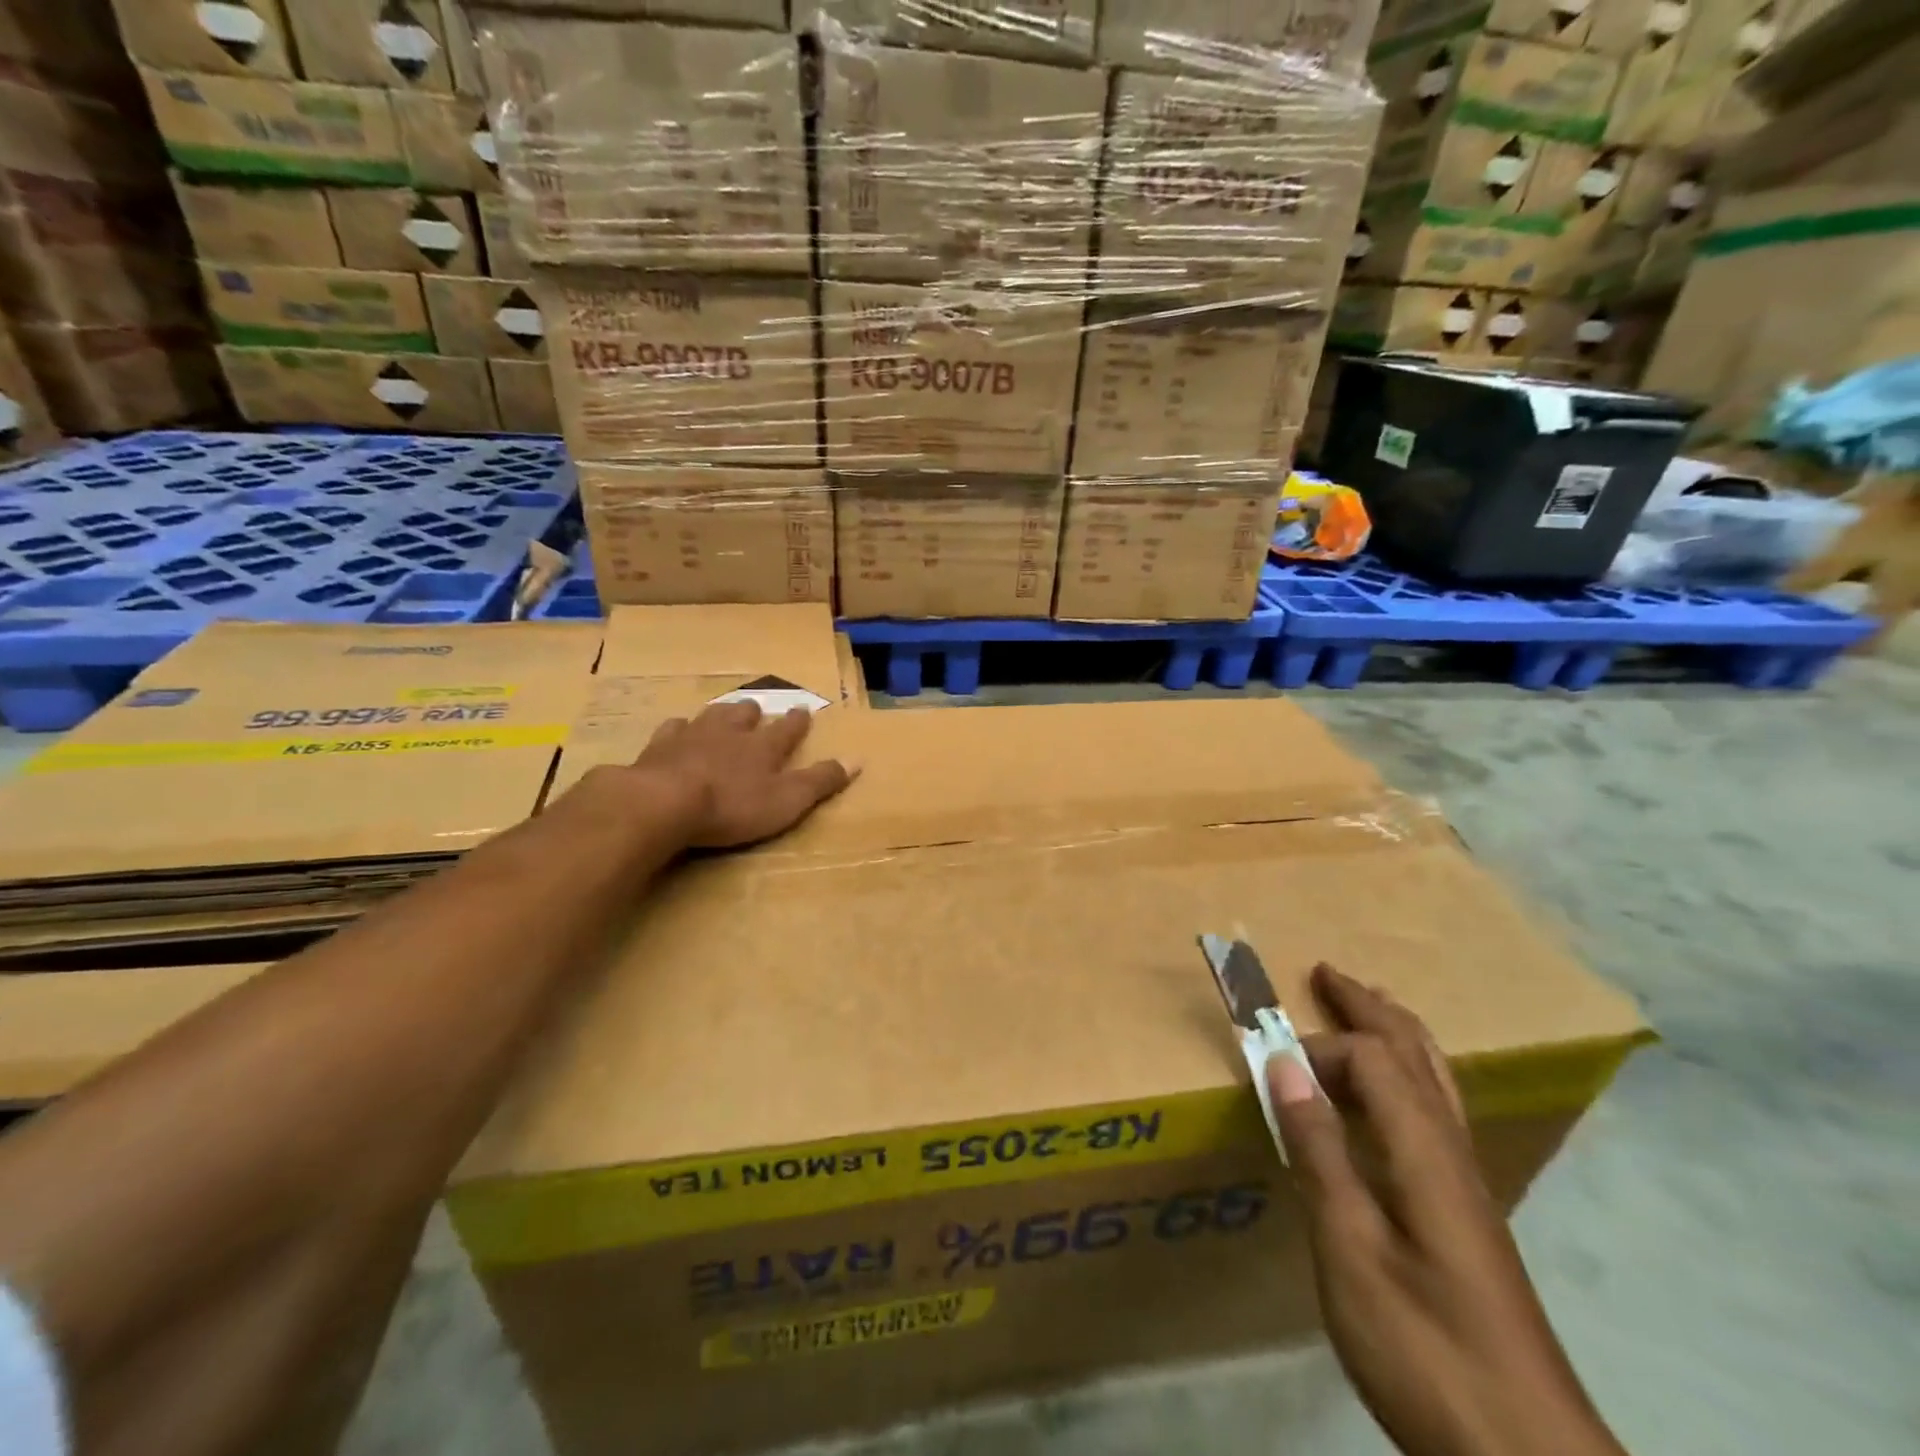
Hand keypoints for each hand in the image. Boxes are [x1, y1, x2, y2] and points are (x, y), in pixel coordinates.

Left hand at [627, 700, 853, 848]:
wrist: (665, 802)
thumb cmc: (733, 806)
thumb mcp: (787, 801)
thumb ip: (821, 781)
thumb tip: (857, 760)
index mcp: (764, 747)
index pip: (787, 729)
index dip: (797, 721)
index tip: (803, 710)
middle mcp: (730, 733)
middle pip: (745, 715)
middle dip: (754, 712)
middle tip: (757, 709)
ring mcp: (693, 736)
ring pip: (711, 716)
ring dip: (721, 713)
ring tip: (724, 712)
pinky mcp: (659, 747)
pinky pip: (672, 729)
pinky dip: (678, 728)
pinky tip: (677, 729)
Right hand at [1271, 964, 1624, 1455]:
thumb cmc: (1426, 1349)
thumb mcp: (1351, 1249)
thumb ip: (1319, 1151)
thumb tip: (1284, 1065)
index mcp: (1425, 1153)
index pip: (1371, 1059)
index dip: (1317, 1047)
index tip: (1267, 1062)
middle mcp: (1453, 1153)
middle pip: (1413, 1053)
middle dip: (1368, 1007)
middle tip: (1326, 973)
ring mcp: (1466, 1185)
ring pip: (1433, 1081)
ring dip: (1393, 1033)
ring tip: (1363, 1009)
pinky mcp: (1466, 1215)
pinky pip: (1433, 1113)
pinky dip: (1404, 1075)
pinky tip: (1390, 1098)